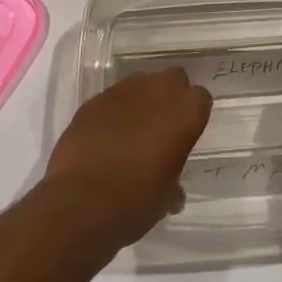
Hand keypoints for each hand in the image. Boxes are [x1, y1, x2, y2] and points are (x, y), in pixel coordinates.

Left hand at [44, 69, 212, 245]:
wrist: (81, 204)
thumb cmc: (135, 202)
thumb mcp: (165, 197)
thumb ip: (172, 179)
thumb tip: (172, 189)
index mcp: (185, 113)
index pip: (200, 98)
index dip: (193, 115)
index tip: (185, 133)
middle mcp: (158, 91)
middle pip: (172, 78)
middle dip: (169, 96)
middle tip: (161, 126)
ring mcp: (123, 91)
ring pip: (140, 83)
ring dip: (140, 100)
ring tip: (130, 130)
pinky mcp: (94, 100)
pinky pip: (111, 99)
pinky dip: (112, 112)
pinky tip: (104, 137)